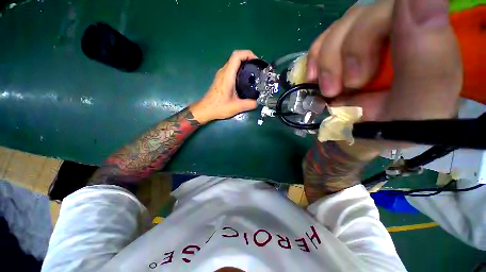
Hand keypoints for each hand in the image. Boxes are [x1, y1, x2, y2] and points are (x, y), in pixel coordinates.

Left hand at [190, 50, 258, 123]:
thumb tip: (259, 102)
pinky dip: (239, 69)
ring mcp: (221, 75)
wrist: (205, 110)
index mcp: (227, 75)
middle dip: (248, 59)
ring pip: (233, 63)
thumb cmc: (219, 107)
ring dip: (244, 64)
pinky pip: (231, 69)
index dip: (248, 54)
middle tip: (257, 68)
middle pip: (236, 57)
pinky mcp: (220, 79)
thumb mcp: (237, 107)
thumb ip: (250, 104)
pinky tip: (244, 80)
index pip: (237, 56)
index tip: (257, 61)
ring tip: (253, 73)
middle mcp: (223, 72)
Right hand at [307, 0, 461, 122]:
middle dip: (349, 51)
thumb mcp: (419, 105)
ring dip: (328, 61)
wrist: (365, 137)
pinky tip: (314, 78)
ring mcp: (363, 41)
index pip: (403, 6)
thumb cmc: (395, 128)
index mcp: (427, 38)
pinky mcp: (340, 54)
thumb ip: (429, 55)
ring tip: (330, 91)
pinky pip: (321, 42)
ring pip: (340, 28)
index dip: (375, 28)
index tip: (363, 72)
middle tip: (347, 87)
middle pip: (365, 14)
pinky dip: (314, 60)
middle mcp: (396, 32)